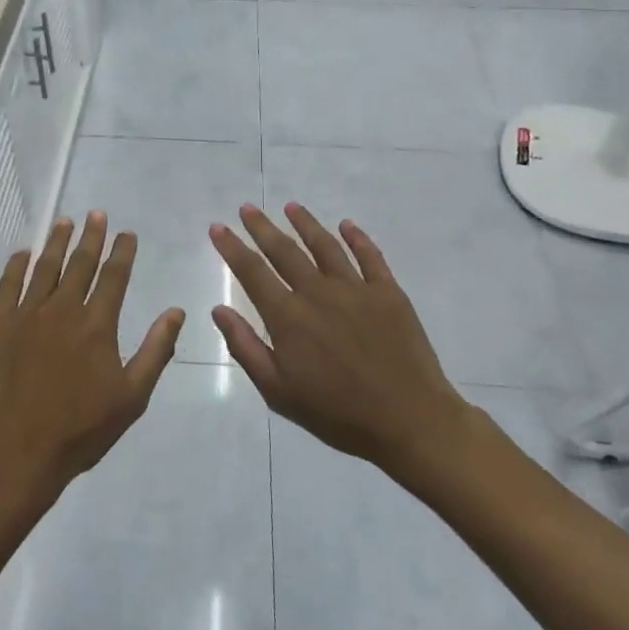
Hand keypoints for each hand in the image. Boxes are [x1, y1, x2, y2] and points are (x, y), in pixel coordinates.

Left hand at [0, 213, 183, 504]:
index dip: (122, 252)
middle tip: (96, 214)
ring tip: (64, 222)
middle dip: (91, 236)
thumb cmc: (80, 430)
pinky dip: (16, 265)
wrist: (17, 452)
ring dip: (56, 242)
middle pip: (79, 263)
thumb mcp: (132, 397)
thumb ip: (155, 351)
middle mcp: (62, 309)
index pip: (114, 276)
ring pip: (44, 267)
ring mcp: (25, 314)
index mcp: (97, 325)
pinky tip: (23, 254)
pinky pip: (7, 285)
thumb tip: (176, 312)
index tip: (126, 233)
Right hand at [211, 203, 475, 481]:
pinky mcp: (389, 293)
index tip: (218, 227)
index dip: (232, 248)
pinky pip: (370, 256)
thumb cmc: (338, 414)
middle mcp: (318, 292)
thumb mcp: (279, 392)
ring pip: (324, 245)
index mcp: (288, 317)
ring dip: (305, 223)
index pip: (252, 272)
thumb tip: (219, 310)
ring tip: (291, 207)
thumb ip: (246, 348)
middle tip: (248, 208)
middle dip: (262, 227)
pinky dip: (356, 237)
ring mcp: (356, 288)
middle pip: (284, 251)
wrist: (410, 421)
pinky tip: (346, 225)